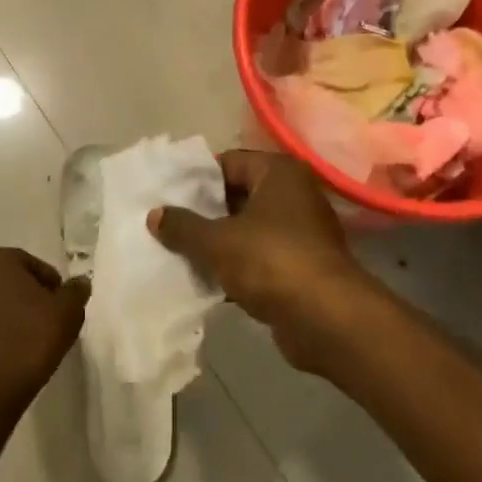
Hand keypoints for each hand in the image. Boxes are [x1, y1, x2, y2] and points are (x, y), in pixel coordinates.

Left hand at [0, 247, 88, 418]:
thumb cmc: (30, 340)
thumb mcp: (67, 312)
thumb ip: (76, 292)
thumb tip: (80, 282)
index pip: (32, 264)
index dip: (51, 284)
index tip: (61, 305)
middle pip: (10, 282)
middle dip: (29, 297)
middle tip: (48, 319)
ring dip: (10, 315)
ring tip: (30, 339)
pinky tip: (11, 352)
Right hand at [149, 151, 378, 374]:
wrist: (327, 319)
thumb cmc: (271, 262)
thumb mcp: (217, 242)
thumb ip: (183, 226)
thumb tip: (155, 214)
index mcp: (278, 172)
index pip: (229, 162)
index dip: (197, 179)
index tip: (168, 196)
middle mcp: (294, 194)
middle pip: (239, 195)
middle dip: (205, 213)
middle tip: (169, 226)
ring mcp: (302, 231)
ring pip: (249, 229)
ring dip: (220, 243)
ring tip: (180, 254)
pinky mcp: (302, 265)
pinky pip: (261, 257)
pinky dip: (238, 266)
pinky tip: (208, 281)